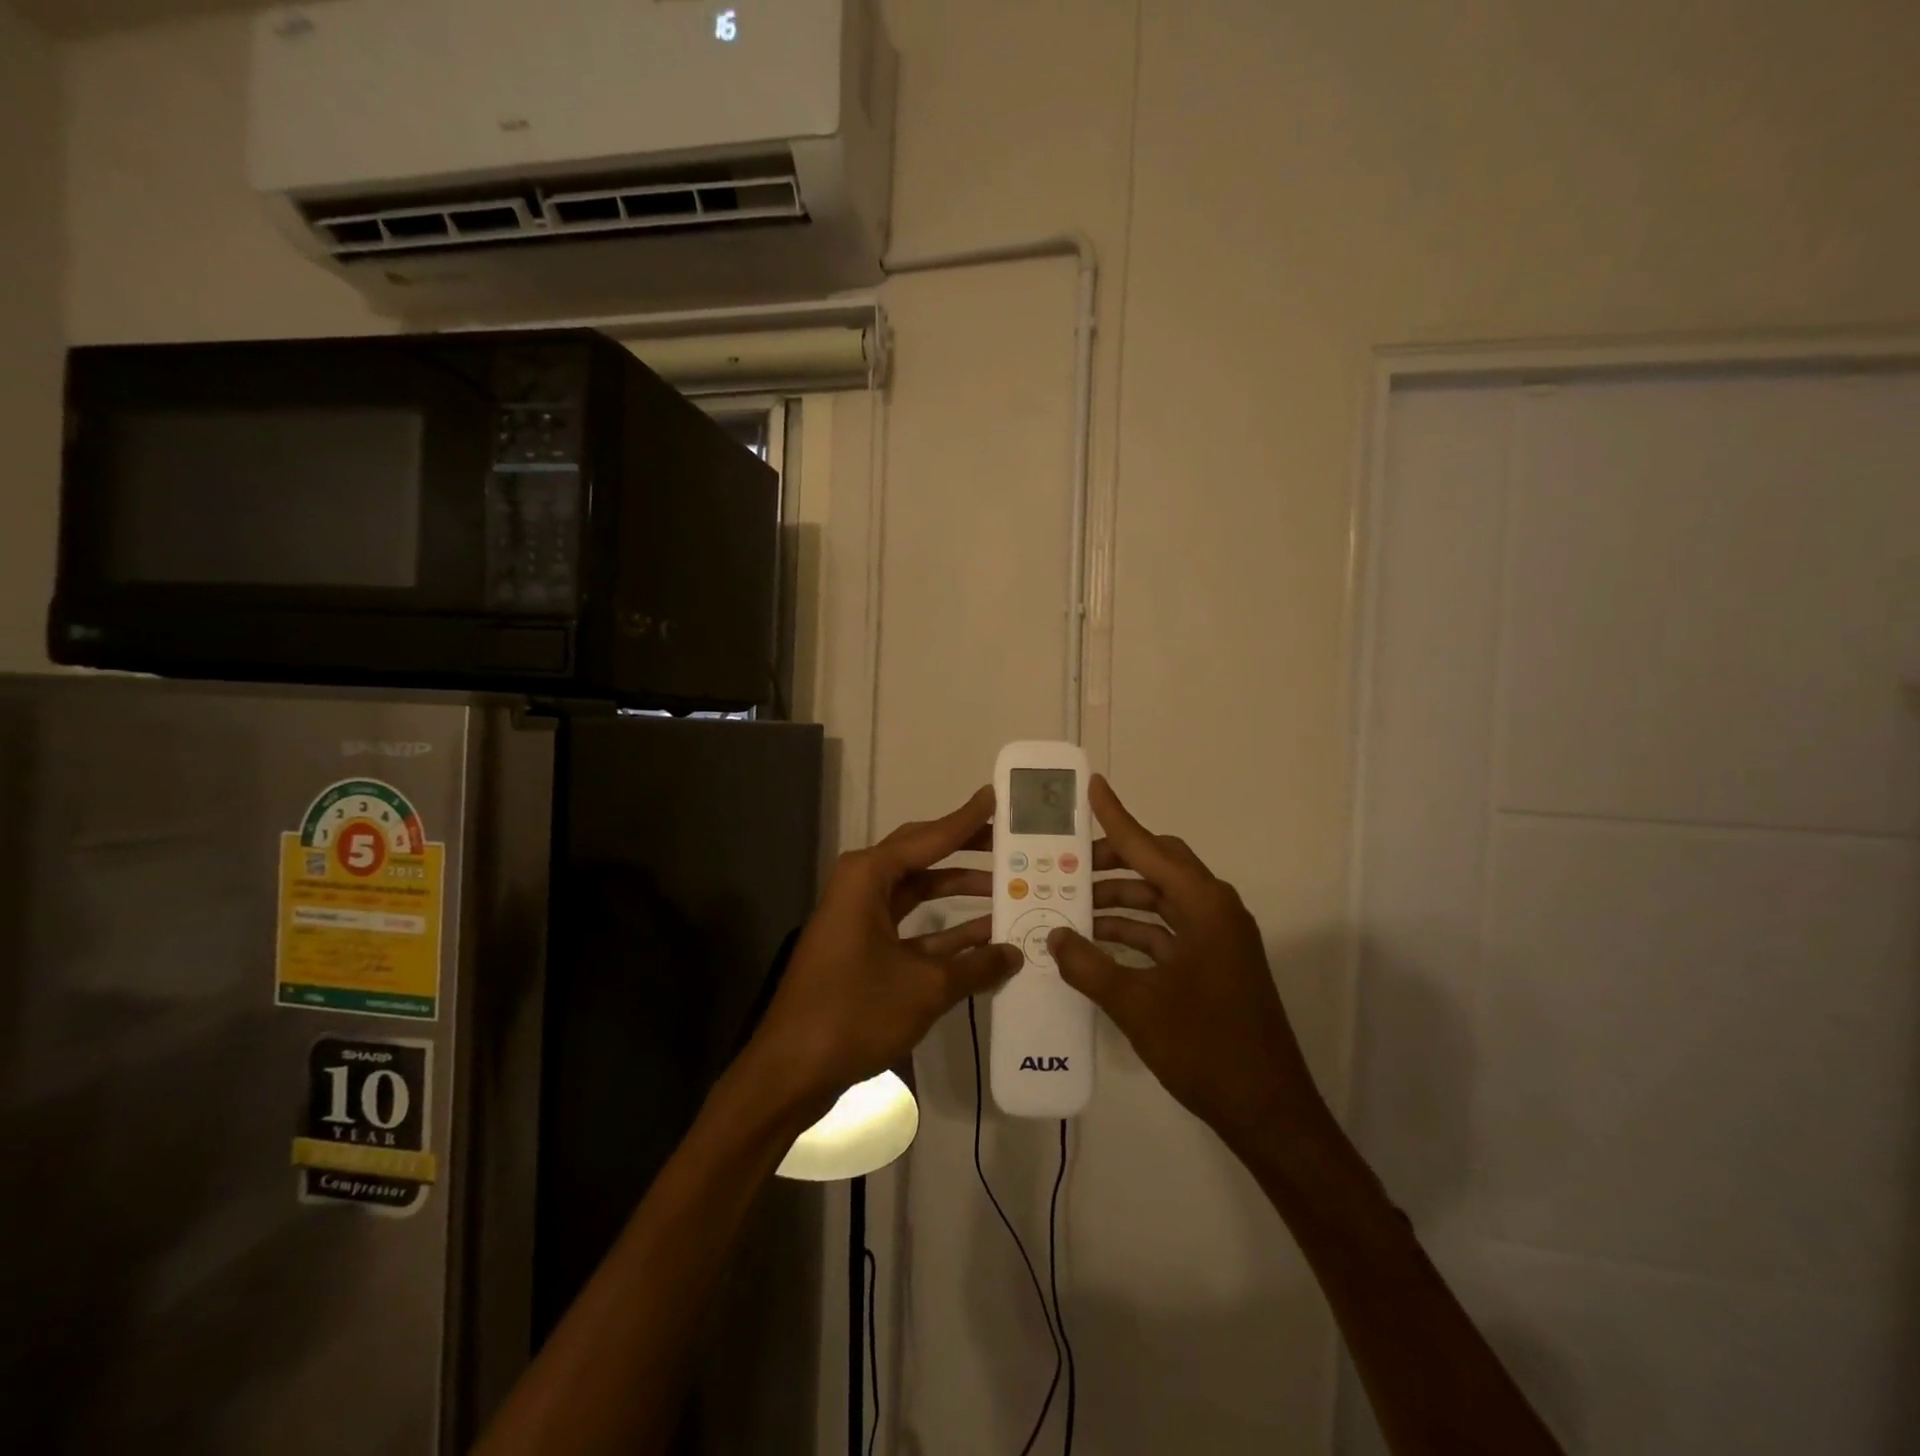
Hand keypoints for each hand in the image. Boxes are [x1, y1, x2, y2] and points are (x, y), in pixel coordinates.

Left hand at [745, 785, 1020, 1121]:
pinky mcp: (864, 947)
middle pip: (923, 856)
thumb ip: (976, 966)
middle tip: (1011, 842)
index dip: (968, 820)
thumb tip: (1015, 953)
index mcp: (868, 876)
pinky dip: (946, 930)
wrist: (791, 1069)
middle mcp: (862, 885)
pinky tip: (987, 936)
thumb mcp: (925, 987)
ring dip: (961, 892)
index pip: (930, 837)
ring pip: (920, 891)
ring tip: (1010, 887)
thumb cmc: (855, 1012)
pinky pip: (913, 925)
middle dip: (967, 850)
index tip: (998, 798)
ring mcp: (861, 917)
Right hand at [1051, 777, 1332, 1155]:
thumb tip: (1054, 936)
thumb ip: (1090, 966)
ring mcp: (1216, 939)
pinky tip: (1096, 943)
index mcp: (1204, 906)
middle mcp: (1214, 911)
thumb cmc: (1206, 1048)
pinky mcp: (1213, 965)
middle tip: (1065, 863)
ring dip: (1118, 901)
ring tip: (1069, 905)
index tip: (1092, 788)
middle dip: (1111, 863)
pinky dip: (1133, 932)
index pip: (1150, 849)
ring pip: (1159, 901)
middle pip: (1157, 868)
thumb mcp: (1138, 1005)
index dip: (1117, 818)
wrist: (1268, 1111)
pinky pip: (1166, 932)